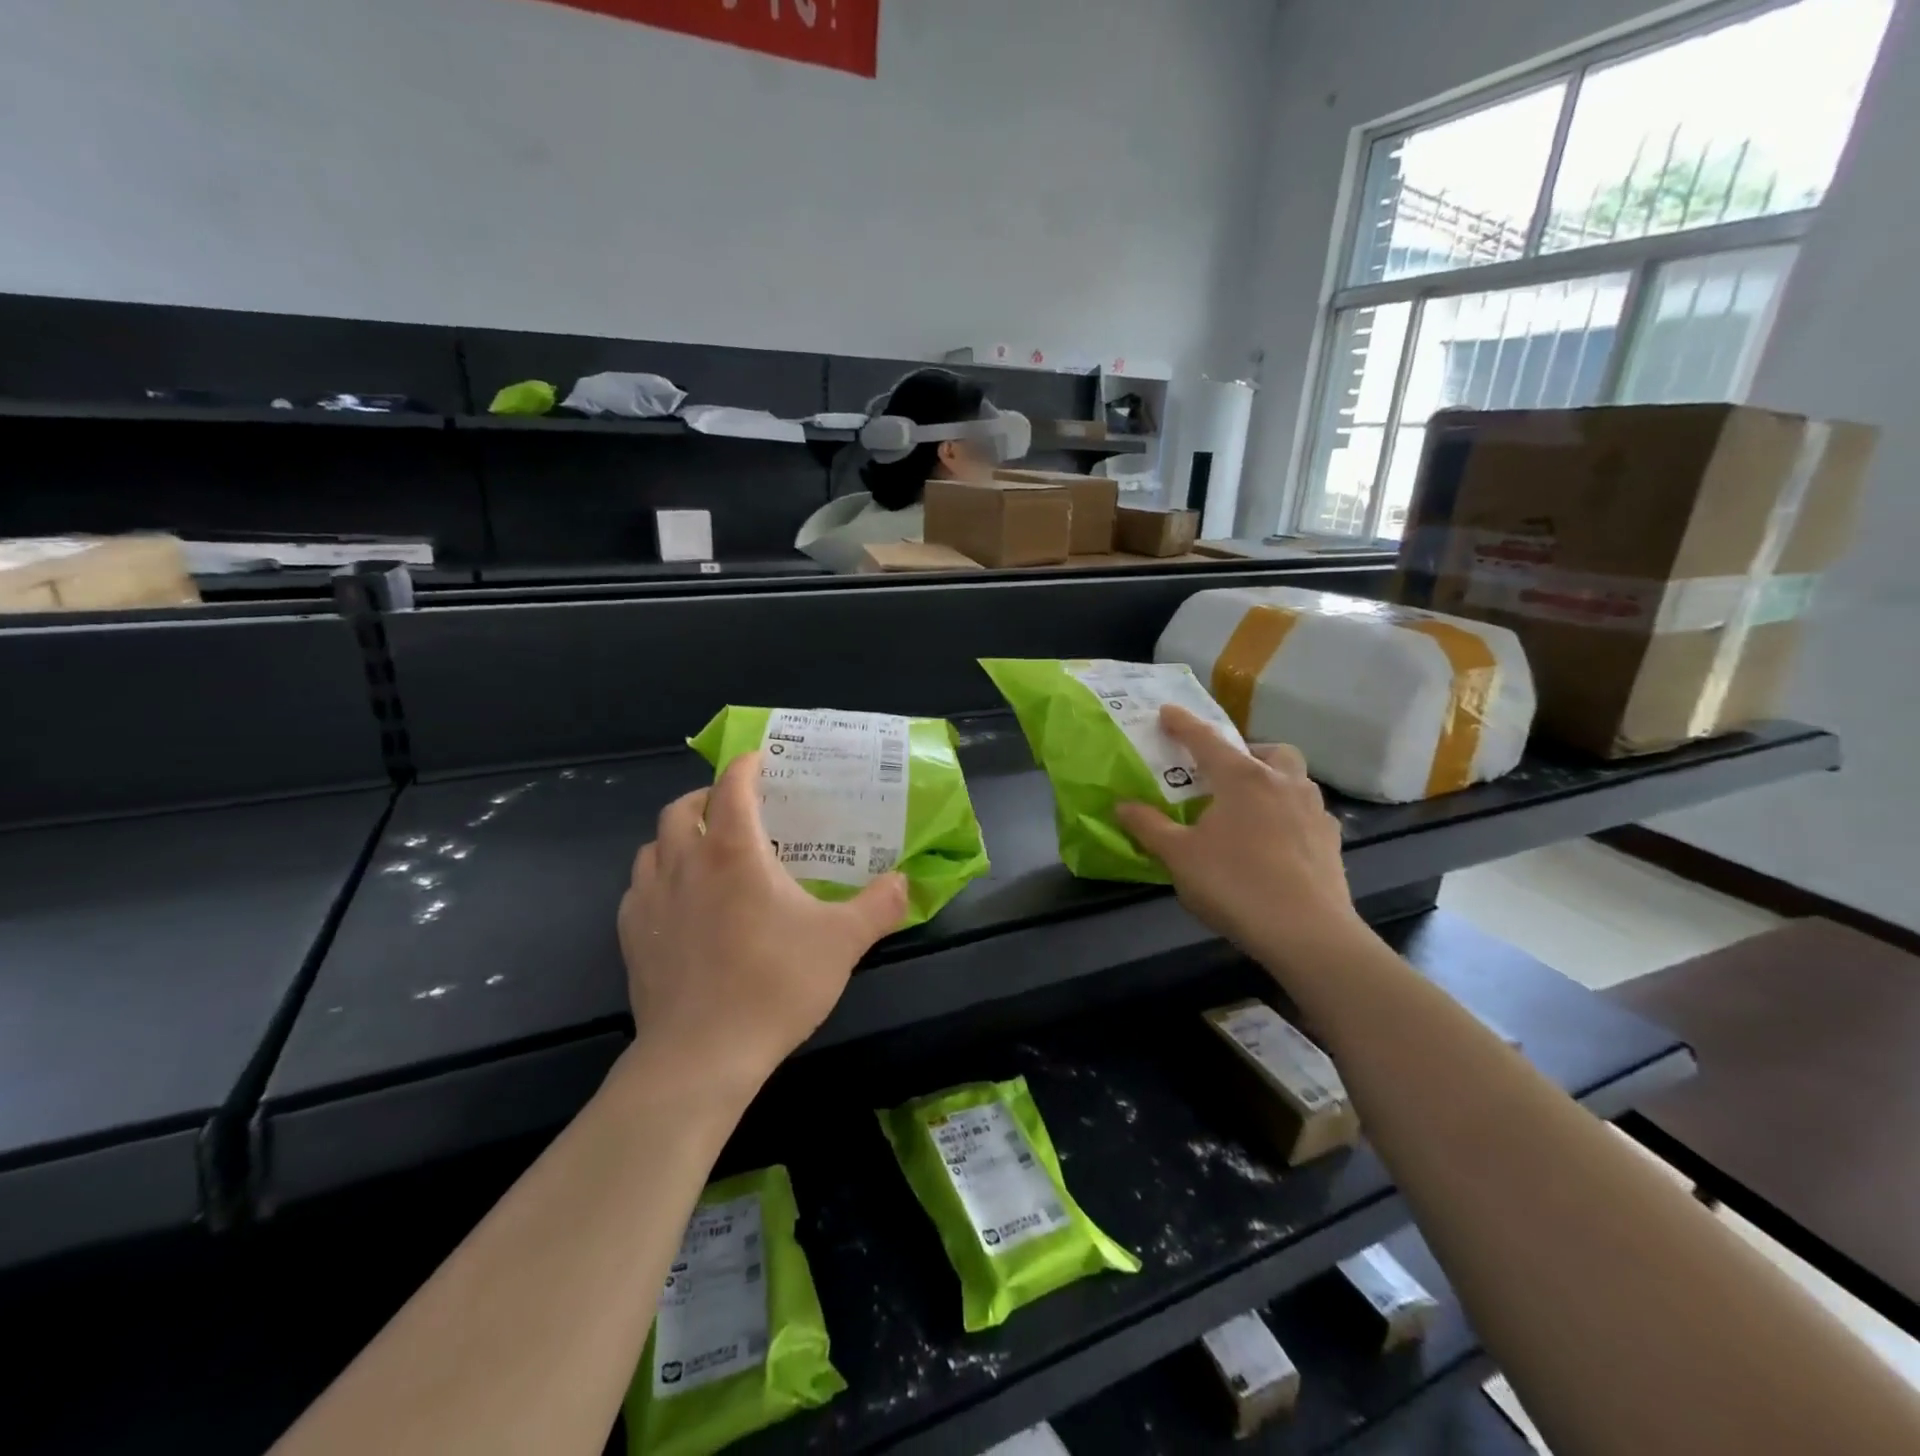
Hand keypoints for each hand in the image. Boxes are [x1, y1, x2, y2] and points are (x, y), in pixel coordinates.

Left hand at [618, 752, 907, 1094]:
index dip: (746, 766)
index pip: (732, 786)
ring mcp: (650, 900)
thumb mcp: (843, 942)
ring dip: (678, 837)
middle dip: (707, 798)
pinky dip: (659, 879)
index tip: (761, 761)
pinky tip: (680, 904)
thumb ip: (879, 905)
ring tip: (706, 854)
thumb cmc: (775, 985)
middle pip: (682, 808)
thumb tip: (905, 882)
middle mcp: (685, 863)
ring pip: (653, 845)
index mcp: (734, 851)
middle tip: (735, 811)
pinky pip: (639, 888)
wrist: (702, 1055)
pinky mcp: (631, 936)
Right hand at [1115, 705, 1364, 981]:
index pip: (1206, 740)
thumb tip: (1122, 805)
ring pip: (1295, 779)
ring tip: (1249, 808)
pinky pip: (1307, 813)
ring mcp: (1313, 811)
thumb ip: (1148, 826)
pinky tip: (1276, 842)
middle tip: (1224, 774)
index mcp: (1242, 779)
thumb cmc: (1235, 884)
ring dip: (1272, 781)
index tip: (1167, 711)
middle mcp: (1282, 784)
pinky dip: (1289, 815)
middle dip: (1246, 752)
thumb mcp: (1178, 856)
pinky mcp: (1330, 841)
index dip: (1183, 724)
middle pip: (1269, 751)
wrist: (1307, 933)